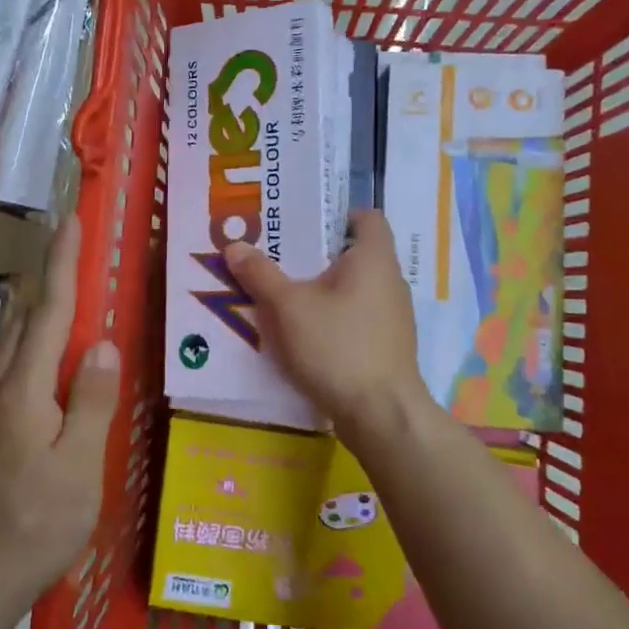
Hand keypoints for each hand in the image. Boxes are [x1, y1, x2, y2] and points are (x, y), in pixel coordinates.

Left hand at [0, 215, 120, 607]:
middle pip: (24, 316)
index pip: (49, 311)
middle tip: (73, 249)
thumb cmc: (34, 526)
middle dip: (47, 276)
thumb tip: (103, 343)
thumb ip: (91, 402)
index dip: (63, 263)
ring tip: (64, 293)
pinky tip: (46, 360)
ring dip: (36, 308)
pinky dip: (30, 343)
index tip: (70, 220)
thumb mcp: (79, 468)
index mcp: (23, 389)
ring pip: (11, 341)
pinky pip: (8, 366)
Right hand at [224, 210, 424, 441]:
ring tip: (286, 295)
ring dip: (325, 288)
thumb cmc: (337, 346)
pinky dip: (335, 316)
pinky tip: (306, 332)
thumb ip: (260, 274)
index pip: (367, 217)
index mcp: (374, 258)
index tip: (304, 224)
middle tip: (280, 257)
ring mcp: (394, 315)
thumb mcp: (287, 307)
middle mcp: (391, 280)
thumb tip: (234, 246)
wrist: (381, 414)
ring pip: (356, 288)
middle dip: (318, 254)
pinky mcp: (388, 345)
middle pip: (356, 253)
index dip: (338, 214)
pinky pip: (359, 316)